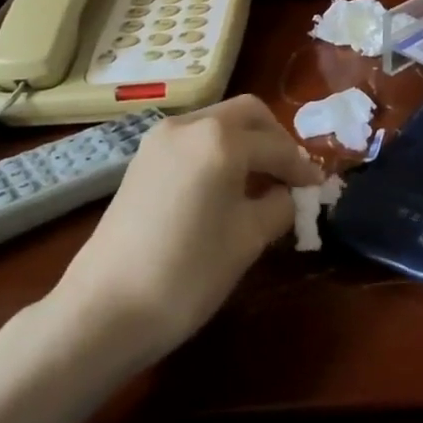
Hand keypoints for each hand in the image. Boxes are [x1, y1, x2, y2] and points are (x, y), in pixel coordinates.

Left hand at [54, 95, 322, 362]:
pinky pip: (193, 139)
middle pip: (246, 114)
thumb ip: (279, 205)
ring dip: (245, 142)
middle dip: (274, 139)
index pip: (276, 145)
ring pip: (217, 122)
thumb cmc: (188, 272)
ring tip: (260, 182)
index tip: (318, 187)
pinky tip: (224, 186)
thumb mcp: (248, 239)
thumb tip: (289, 194)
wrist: (104, 309)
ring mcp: (160, 139)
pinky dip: (217, 151)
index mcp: (220, 139)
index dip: (301, 167)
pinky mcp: (141, 159)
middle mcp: (190, 124)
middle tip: (290, 174)